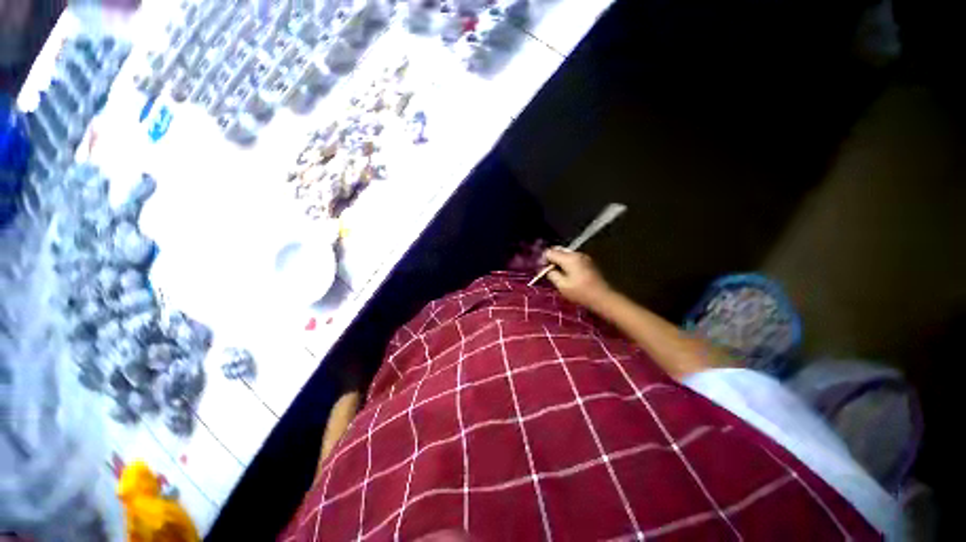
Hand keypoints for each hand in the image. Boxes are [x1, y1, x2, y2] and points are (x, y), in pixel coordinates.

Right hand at [544, 248, 612, 309]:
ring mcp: (584, 257)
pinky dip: (566, 263)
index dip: (543, 259)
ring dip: (559, 261)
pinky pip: (573, 258)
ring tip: (556, 273)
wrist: (603, 298)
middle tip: (547, 270)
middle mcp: (576, 254)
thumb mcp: (562, 285)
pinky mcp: (588, 262)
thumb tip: (545, 269)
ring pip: (566, 254)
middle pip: (558, 250)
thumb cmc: (581, 293)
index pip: (550, 252)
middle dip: (551, 258)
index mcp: (569, 258)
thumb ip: (551, 274)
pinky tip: (566, 273)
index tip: (540, 269)